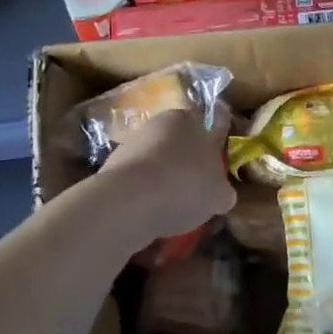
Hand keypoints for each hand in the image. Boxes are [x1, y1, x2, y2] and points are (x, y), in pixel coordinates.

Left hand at [96, 108, 236, 242]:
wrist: (129, 201)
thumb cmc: (184, 186)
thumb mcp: (219, 194)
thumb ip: (222, 190)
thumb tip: (221, 194)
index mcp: (188, 119)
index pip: (205, 128)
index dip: (211, 151)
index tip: (213, 175)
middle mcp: (157, 123)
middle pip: (177, 145)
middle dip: (184, 167)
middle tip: (194, 195)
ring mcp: (130, 144)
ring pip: (155, 163)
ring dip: (162, 181)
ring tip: (171, 211)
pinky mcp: (110, 167)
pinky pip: (136, 181)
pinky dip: (143, 195)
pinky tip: (150, 214)